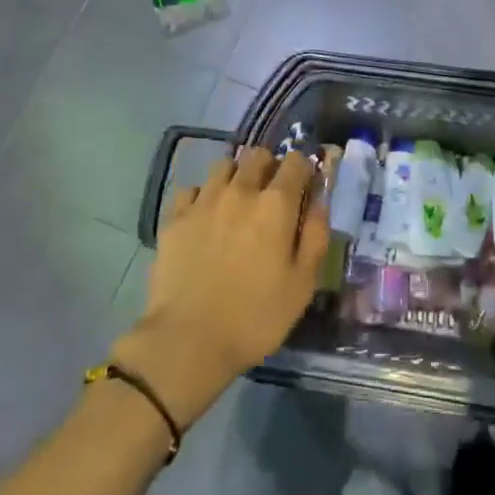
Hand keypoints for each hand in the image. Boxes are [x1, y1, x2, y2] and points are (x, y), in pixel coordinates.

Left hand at [111, 147, 329, 427]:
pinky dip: (203, 196)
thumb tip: (319, 202)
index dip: (304, 170)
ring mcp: (203, 201)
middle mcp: (240, 190)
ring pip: (224, 165)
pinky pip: (192, 189)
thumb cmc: (256, 316)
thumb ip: (315, 236)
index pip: (295, 162)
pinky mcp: (175, 218)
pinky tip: (205, 218)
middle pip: (258, 155)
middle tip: (272, 195)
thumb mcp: (302, 284)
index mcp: (276, 204)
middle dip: (270, 167)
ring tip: (238, 202)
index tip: (305, 188)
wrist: (188, 339)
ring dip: (236, 175)